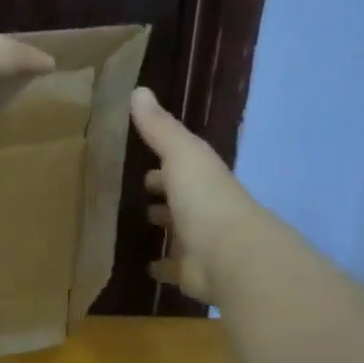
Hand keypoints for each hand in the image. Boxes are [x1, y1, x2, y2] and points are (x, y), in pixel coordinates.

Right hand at [130, 86, 263, 303]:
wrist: (230, 255)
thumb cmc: (205, 198)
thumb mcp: (181, 154)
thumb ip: (159, 127)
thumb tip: (138, 90)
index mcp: (203, 178)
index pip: (182, 166)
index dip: (164, 165)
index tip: (140, 165)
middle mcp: (204, 208)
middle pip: (181, 199)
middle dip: (162, 196)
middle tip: (135, 194)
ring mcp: (200, 242)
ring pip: (178, 232)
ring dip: (164, 228)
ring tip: (133, 226)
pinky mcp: (192, 272)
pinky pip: (172, 268)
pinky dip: (160, 266)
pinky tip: (144, 266)